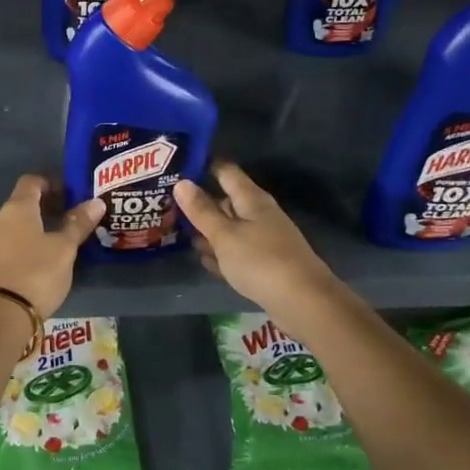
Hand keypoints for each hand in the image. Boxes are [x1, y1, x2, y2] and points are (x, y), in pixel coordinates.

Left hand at [0, 175, 103, 318]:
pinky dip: (25, 244)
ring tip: (59, 240)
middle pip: (22, 203)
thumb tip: (96, 202)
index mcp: (17, 208)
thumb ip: (78, 224)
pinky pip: (8, 244)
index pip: (32, 181)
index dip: (51, 182)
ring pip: (15, 225)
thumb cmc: (36, 273)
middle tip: (71, 217)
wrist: (0, 315)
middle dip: (46, 206)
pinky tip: (41, 259)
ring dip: (35, 227)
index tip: (71, 193)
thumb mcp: (64, 248)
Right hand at [175, 161, 339, 317]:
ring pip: (229, 229)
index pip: (225, 172)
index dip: (202, 166)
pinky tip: (202, 260)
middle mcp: (258, 215)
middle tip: (166, 204)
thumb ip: (202, 211)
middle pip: (225, 201)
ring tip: (175, 231)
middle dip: (198, 202)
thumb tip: (181, 182)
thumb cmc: (260, 261)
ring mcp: (262, 240)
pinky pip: (235, 253)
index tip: (176, 166)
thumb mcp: (225, 235)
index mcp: (251, 200)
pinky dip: (220, 254)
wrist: (303, 303)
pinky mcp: (263, 265)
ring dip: (207, 231)